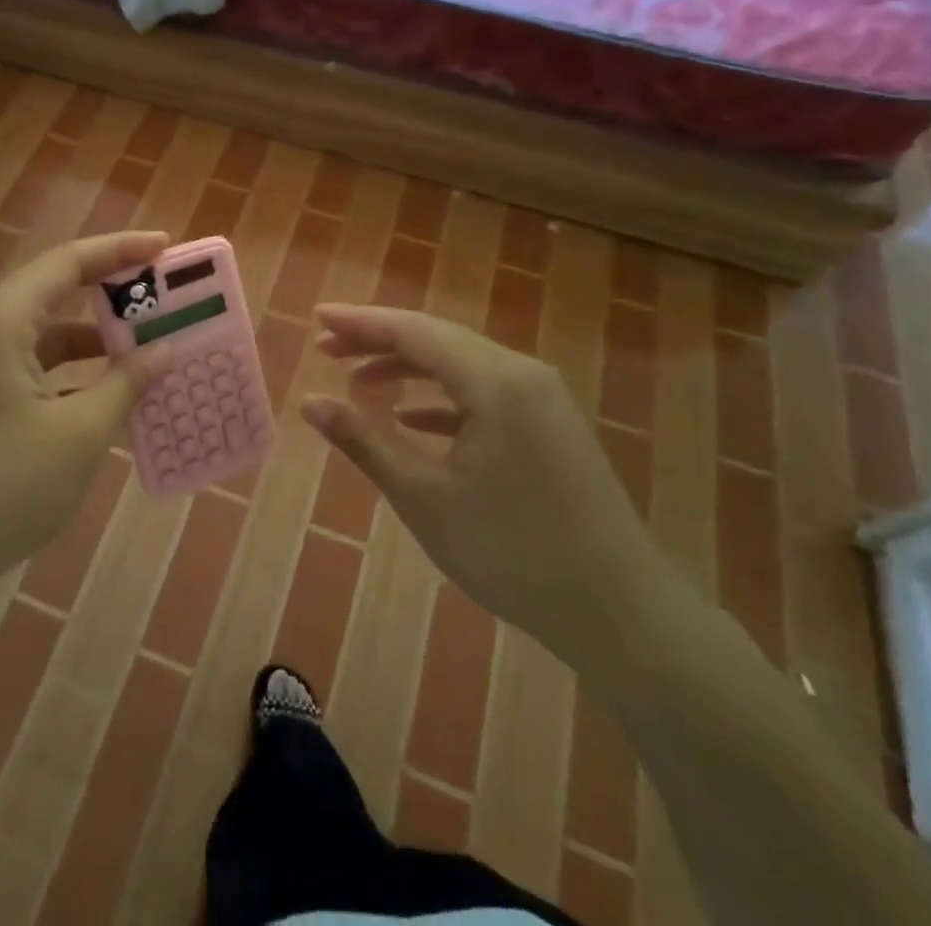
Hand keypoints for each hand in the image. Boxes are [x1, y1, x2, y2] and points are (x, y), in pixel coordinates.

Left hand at [0, 231, 174, 608]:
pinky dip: (72, 368)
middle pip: (54, 289)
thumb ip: (125, 384)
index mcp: (1, 323)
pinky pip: (32, 364)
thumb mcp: (79, 435)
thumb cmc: (3, 488)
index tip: (164, 247)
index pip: (67, 263)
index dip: (119, 250)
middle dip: (110, 288)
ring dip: (93, 335)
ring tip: (146, 341)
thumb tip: (163, 351)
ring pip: (44, 331)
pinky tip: (107, 389)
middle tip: (161, 291)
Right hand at [300, 305, 662, 663]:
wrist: (620, 612)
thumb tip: (310, 403)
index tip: (317, 317)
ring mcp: (542, 398)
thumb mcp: (425, 498)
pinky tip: (411, 416)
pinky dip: (441, 397)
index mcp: (495, 381)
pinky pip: (484, 392)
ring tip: (358, 380)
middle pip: (437, 339)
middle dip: (378, 340)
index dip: (361, 322)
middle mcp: (522, 373)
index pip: (414, 332)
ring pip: (460, 364)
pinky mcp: (549, 425)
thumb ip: (365, 442)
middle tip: (325, 348)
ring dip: (408, 367)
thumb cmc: (512, 553)